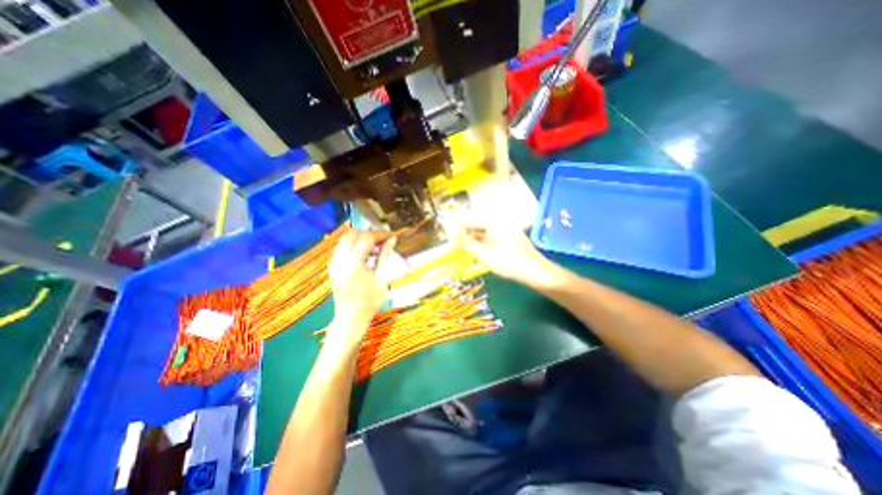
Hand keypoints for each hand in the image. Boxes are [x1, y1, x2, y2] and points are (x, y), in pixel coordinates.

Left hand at [327, 230, 395, 341]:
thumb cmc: (369, 301)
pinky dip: (353, 246)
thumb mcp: (382, 278)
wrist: (351, 318)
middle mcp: (340, 260)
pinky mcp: (333, 267)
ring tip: (374, 248)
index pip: (366, 238)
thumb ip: (385, 256)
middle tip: (382, 241)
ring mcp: (334, 263)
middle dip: (369, 234)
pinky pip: (342, 248)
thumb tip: (391, 240)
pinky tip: (364, 255)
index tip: (391, 236)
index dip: (380, 235)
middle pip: (352, 234)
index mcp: (353, 264)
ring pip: (345, 239)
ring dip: (360, 239)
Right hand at [455, 218, 557, 287]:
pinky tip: (480, 254)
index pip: (466, 219)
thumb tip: (449, 232)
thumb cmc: (510, 263)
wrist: (536, 272)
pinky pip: (488, 236)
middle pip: (473, 224)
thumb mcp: (484, 254)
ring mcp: (503, 228)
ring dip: (472, 241)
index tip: (447, 241)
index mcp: (492, 221)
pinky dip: (481, 244)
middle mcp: (497, 220)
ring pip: (480, 231)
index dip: (455, 229)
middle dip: (464, 236)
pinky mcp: (506, 236)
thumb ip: (465, 242)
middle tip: (457, 250)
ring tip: (469, 254)